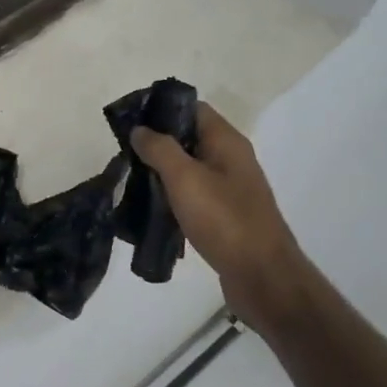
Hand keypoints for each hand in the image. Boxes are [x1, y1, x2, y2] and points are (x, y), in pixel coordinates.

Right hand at [131, 103, 310, 329]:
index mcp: (227, 143)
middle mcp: (231, 160)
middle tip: (124, 154)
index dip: (162, 109)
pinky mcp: (225, 216)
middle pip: (189, 138)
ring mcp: (230, 189)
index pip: (193, 109)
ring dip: (162, 172)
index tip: (130, 120)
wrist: (262, 277)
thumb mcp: (185, 178)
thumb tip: (139, 129)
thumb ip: (160, 149)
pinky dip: (172, 197)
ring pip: (189, 169)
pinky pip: (193, 196)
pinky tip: (151, 208)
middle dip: (156, 143)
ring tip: (130, 180)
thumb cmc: (224, 220)